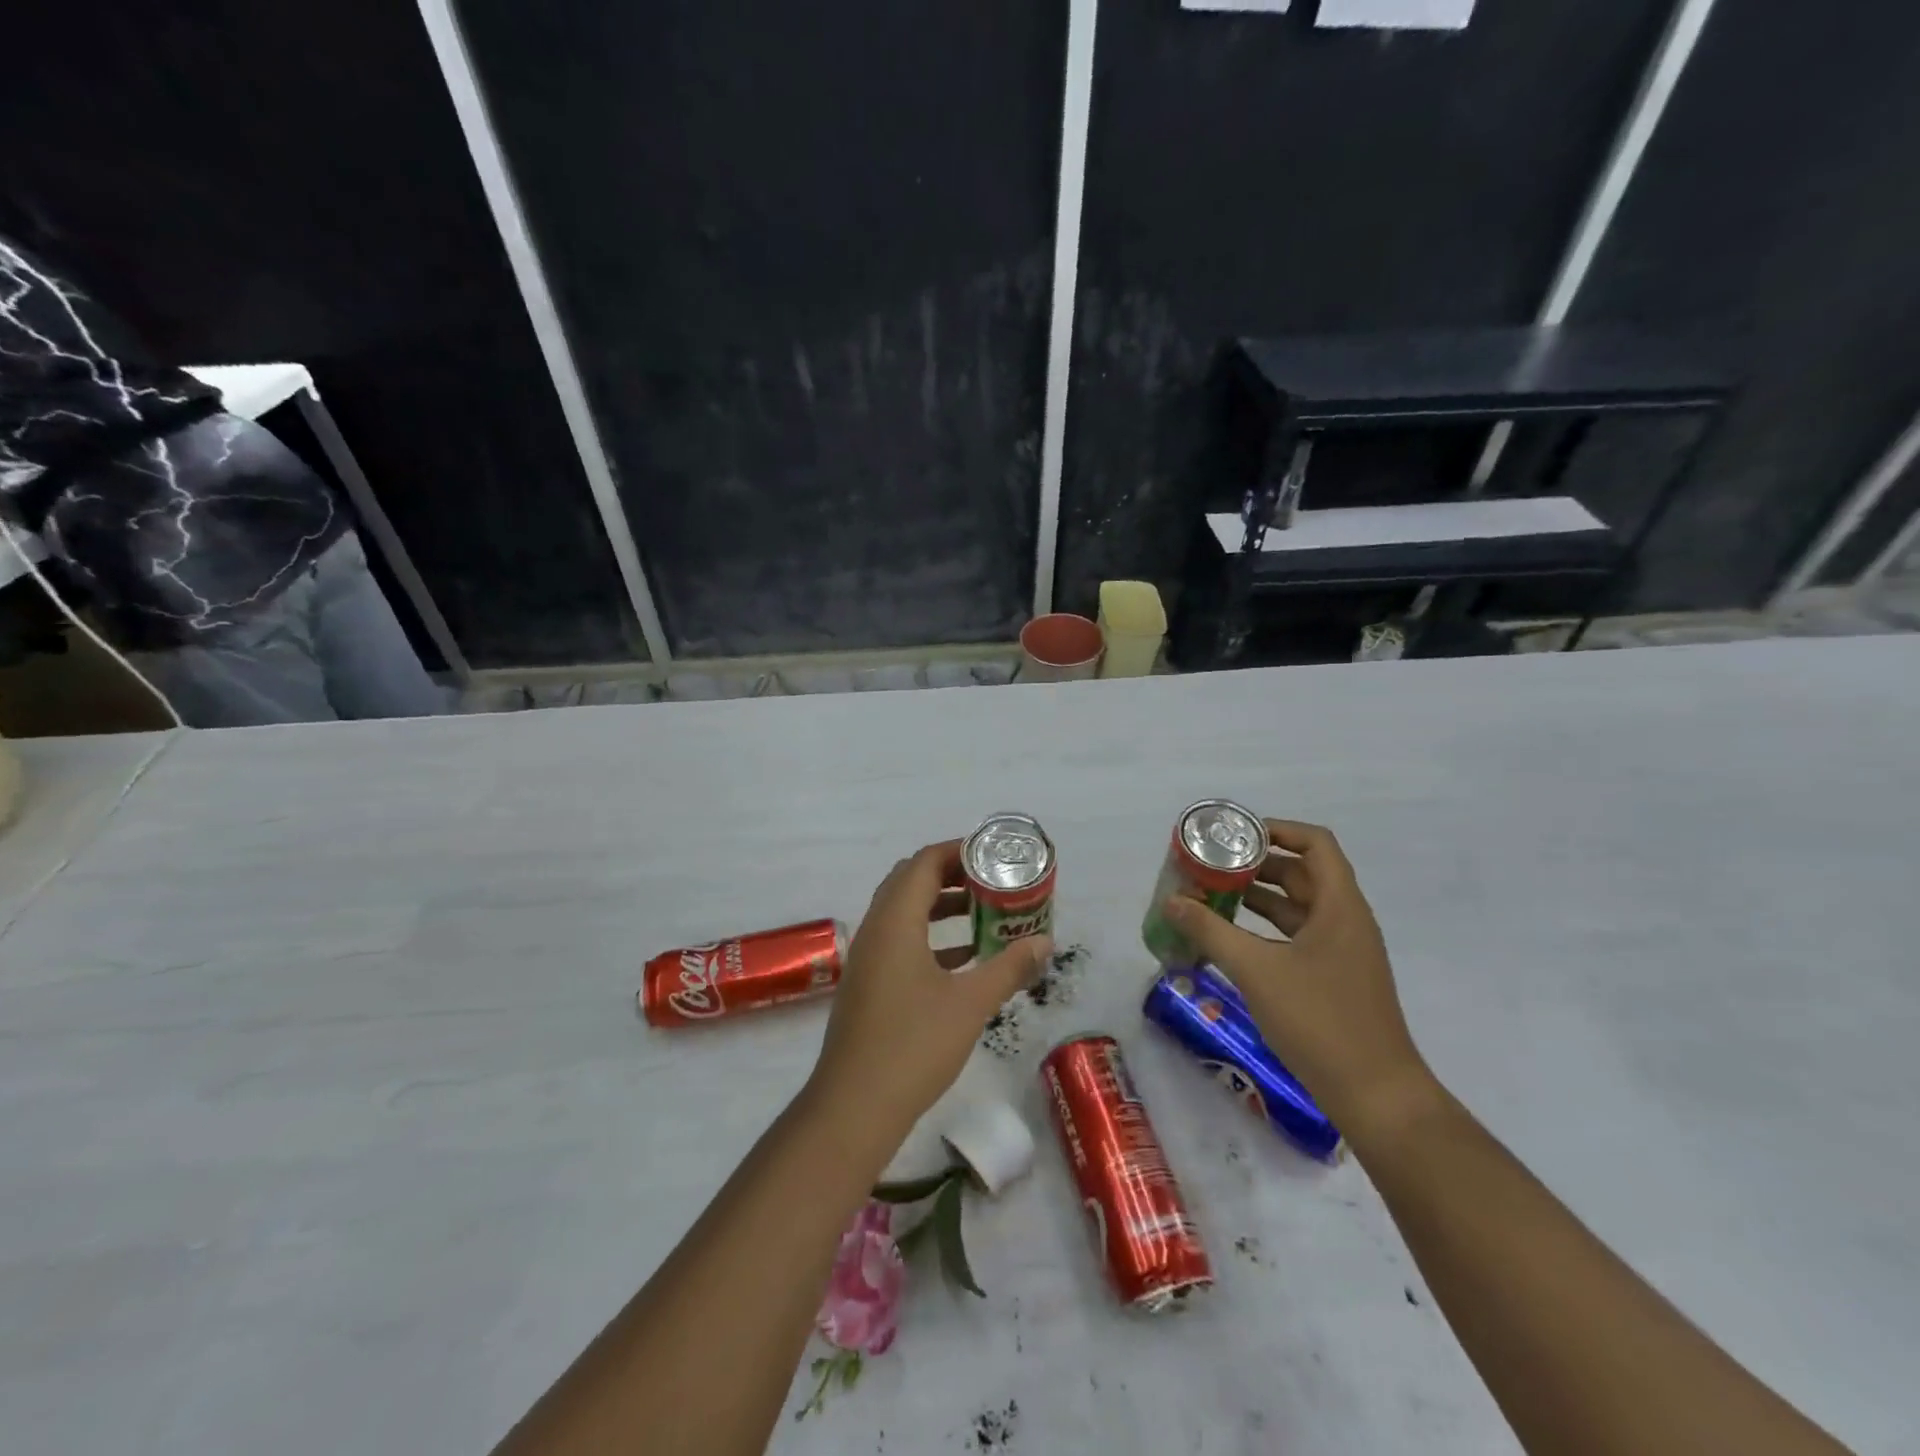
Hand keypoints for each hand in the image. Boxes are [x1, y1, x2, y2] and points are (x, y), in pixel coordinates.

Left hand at [808, 841, 1050, 1145]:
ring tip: (983, 913)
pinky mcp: (868, 984)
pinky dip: (929, 936)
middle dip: (951, 875)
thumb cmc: (913, 1045)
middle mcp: (875, 929)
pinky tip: (963, 958)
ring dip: (940, 906)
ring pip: (903, 912)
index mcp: (895, 922)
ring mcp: (867, 958)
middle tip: (991, 881)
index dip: (958, 852)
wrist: (854, 1106)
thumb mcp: (970, 1004)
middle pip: (910, 881)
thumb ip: (1009, 967)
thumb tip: (1045, 941)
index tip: (993, 856)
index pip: (923, 863)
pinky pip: (899, 941)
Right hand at [1161, 818, 1432, 1134]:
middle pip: (1302, 873)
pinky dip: (1266, 930)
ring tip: (1212, 896)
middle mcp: (1346, 921)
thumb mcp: (1256, 970)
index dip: (1277, 830)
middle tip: (1212, 866)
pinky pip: (1297, 937)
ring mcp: (1343, 952)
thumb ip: (1210, 932)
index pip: (1315, 844)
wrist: (1376, 1095)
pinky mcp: (1334, 979)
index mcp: (1340, 907)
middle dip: (1256, 865)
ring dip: (1258, 898)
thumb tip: (1172, 902)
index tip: (1235, 835)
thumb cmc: (1319, 1020)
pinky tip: (1232, 940)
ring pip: (1298, 908)